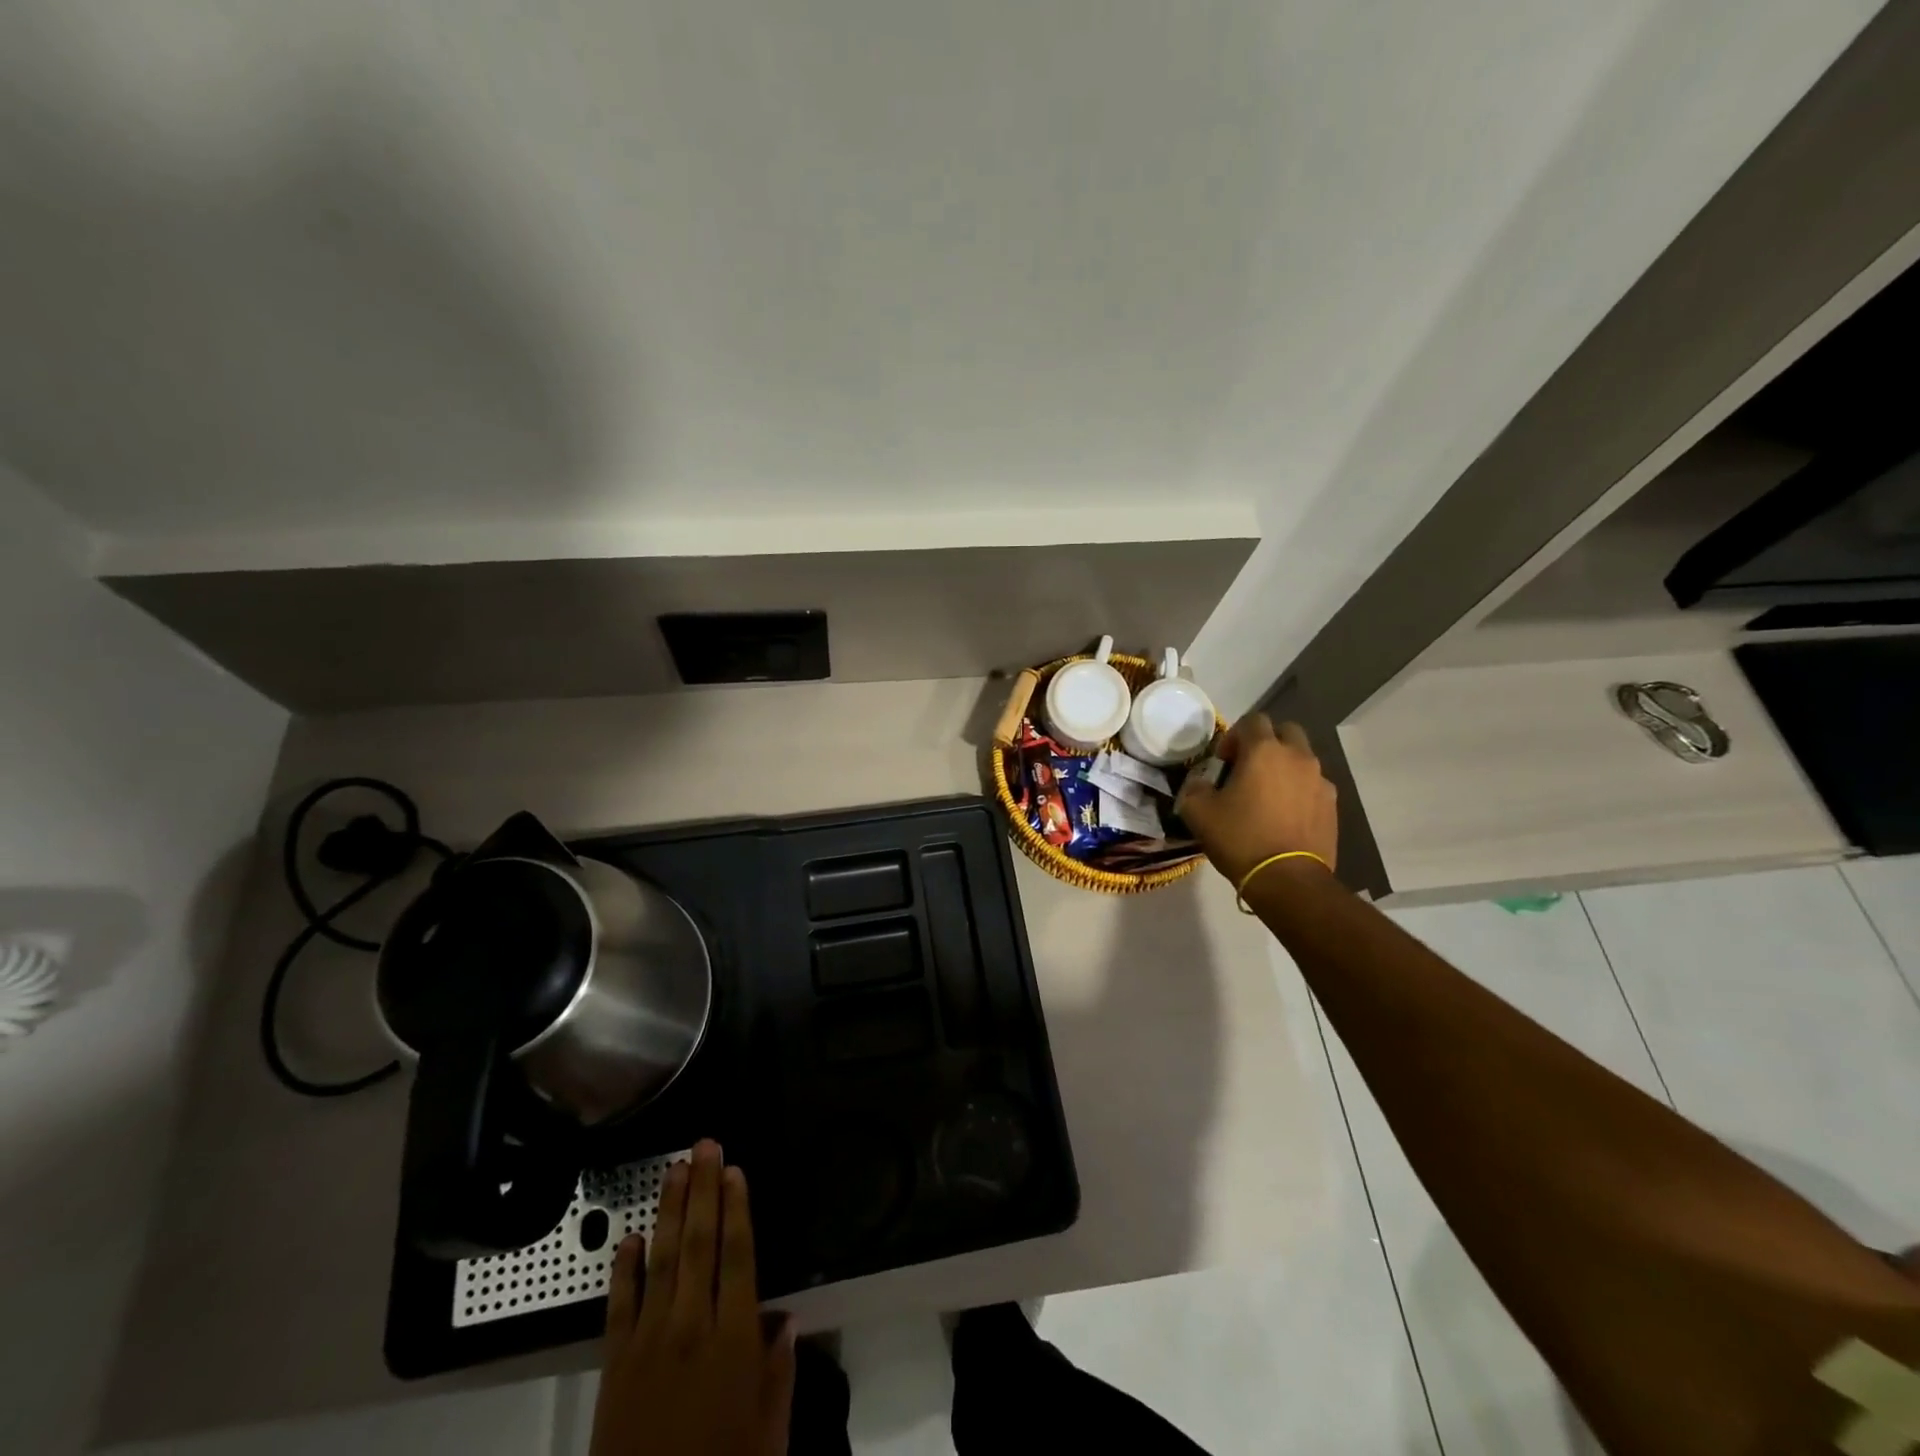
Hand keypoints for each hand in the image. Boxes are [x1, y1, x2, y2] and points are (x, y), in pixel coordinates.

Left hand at [591, 1140, 794, 1455]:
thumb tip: (787, 1320)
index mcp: (734, 1341)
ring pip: (660, 1261)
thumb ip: (779, 1375)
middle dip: (703, 1191)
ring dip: (668, 1211)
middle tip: (705, 1145)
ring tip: (675, 1169)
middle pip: (698, 1244)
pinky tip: (628, 1238)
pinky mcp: (614, 1365)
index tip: (735, 1170)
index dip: (737, 1209)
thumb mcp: (768, 1437)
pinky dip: (623, 1270)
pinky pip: (618, 1306)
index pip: (738, 1257)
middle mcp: (691, 1328)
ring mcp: (648, 1343)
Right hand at [1177, 713, 1337, 886]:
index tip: (1224, 762)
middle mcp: (1297, 757)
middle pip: (1285, 731)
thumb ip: (1194, 788)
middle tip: (1248, 769)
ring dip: (1284, 767)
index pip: (1252, 720)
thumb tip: (1200, 783)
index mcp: (1264, 751)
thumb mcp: (1198, 812)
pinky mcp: (1332, 805)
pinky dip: (1299, 791)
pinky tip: (1285, 815)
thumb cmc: (1240, 838)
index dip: (1234, 736)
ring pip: (1302, 759)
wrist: (1287, 879)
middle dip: (1266, 743)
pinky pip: (1313, 785)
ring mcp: (1320, 781)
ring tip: (1268, 795)